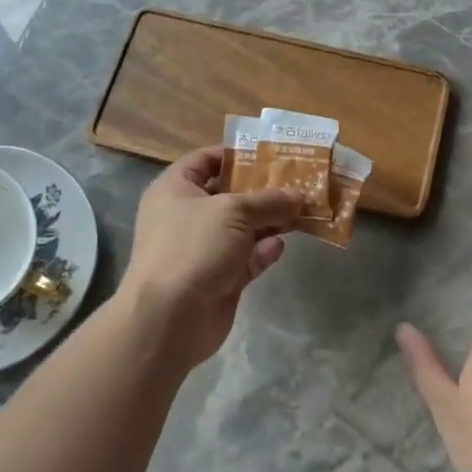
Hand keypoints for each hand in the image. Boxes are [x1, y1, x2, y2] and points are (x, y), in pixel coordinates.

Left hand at [119, 146, 302, 371]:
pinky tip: (280, 246)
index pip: (204, 160)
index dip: (235, 154)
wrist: (169, 318)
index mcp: (175, 189)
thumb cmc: (193, 247)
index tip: (270, 154)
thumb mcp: (234, 212)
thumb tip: (298, 195)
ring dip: (269, 221)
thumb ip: (268, 201)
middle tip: (297, 182)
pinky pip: (245, 258)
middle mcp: (186, 216)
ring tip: (301, 211)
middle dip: (263, 190)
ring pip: (242, 228)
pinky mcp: (218, 278)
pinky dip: (262, 251)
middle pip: (229, 195)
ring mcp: (202, 249)